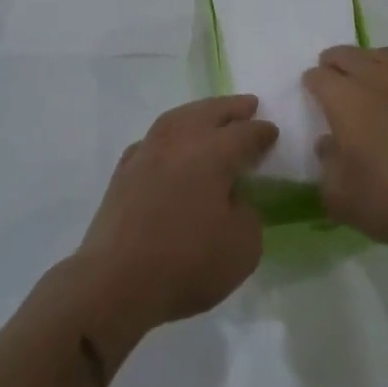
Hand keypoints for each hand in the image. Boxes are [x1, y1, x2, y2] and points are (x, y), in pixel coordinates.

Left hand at [74, 96, 276, 338]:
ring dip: (198, 113)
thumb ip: (247, 215)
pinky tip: (169, 146)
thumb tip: (233, 201)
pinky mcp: (123, 172)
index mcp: (213, 153)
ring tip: (210, 114)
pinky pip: (152, 141)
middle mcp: (179, 142)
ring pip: (177, 119)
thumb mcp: (242, 248)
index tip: (272, 131)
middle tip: (248, 104)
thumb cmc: (186, 263)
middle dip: (232, 108)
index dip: (262, 132)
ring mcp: (146, 153)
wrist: (115, 282)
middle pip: (209, 112)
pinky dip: (167, 136)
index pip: (245, 134)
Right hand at [305, 47, 387, 251]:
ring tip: (368, 72)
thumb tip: (327, 144)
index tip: (311, 92)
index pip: (319, 77)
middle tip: (332, 73)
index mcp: (346, 101)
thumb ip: (326, 166)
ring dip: (372, 58)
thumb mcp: (339, 198)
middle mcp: (378, 81)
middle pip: (349, 55)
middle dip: (335, 61)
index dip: (312, 83)